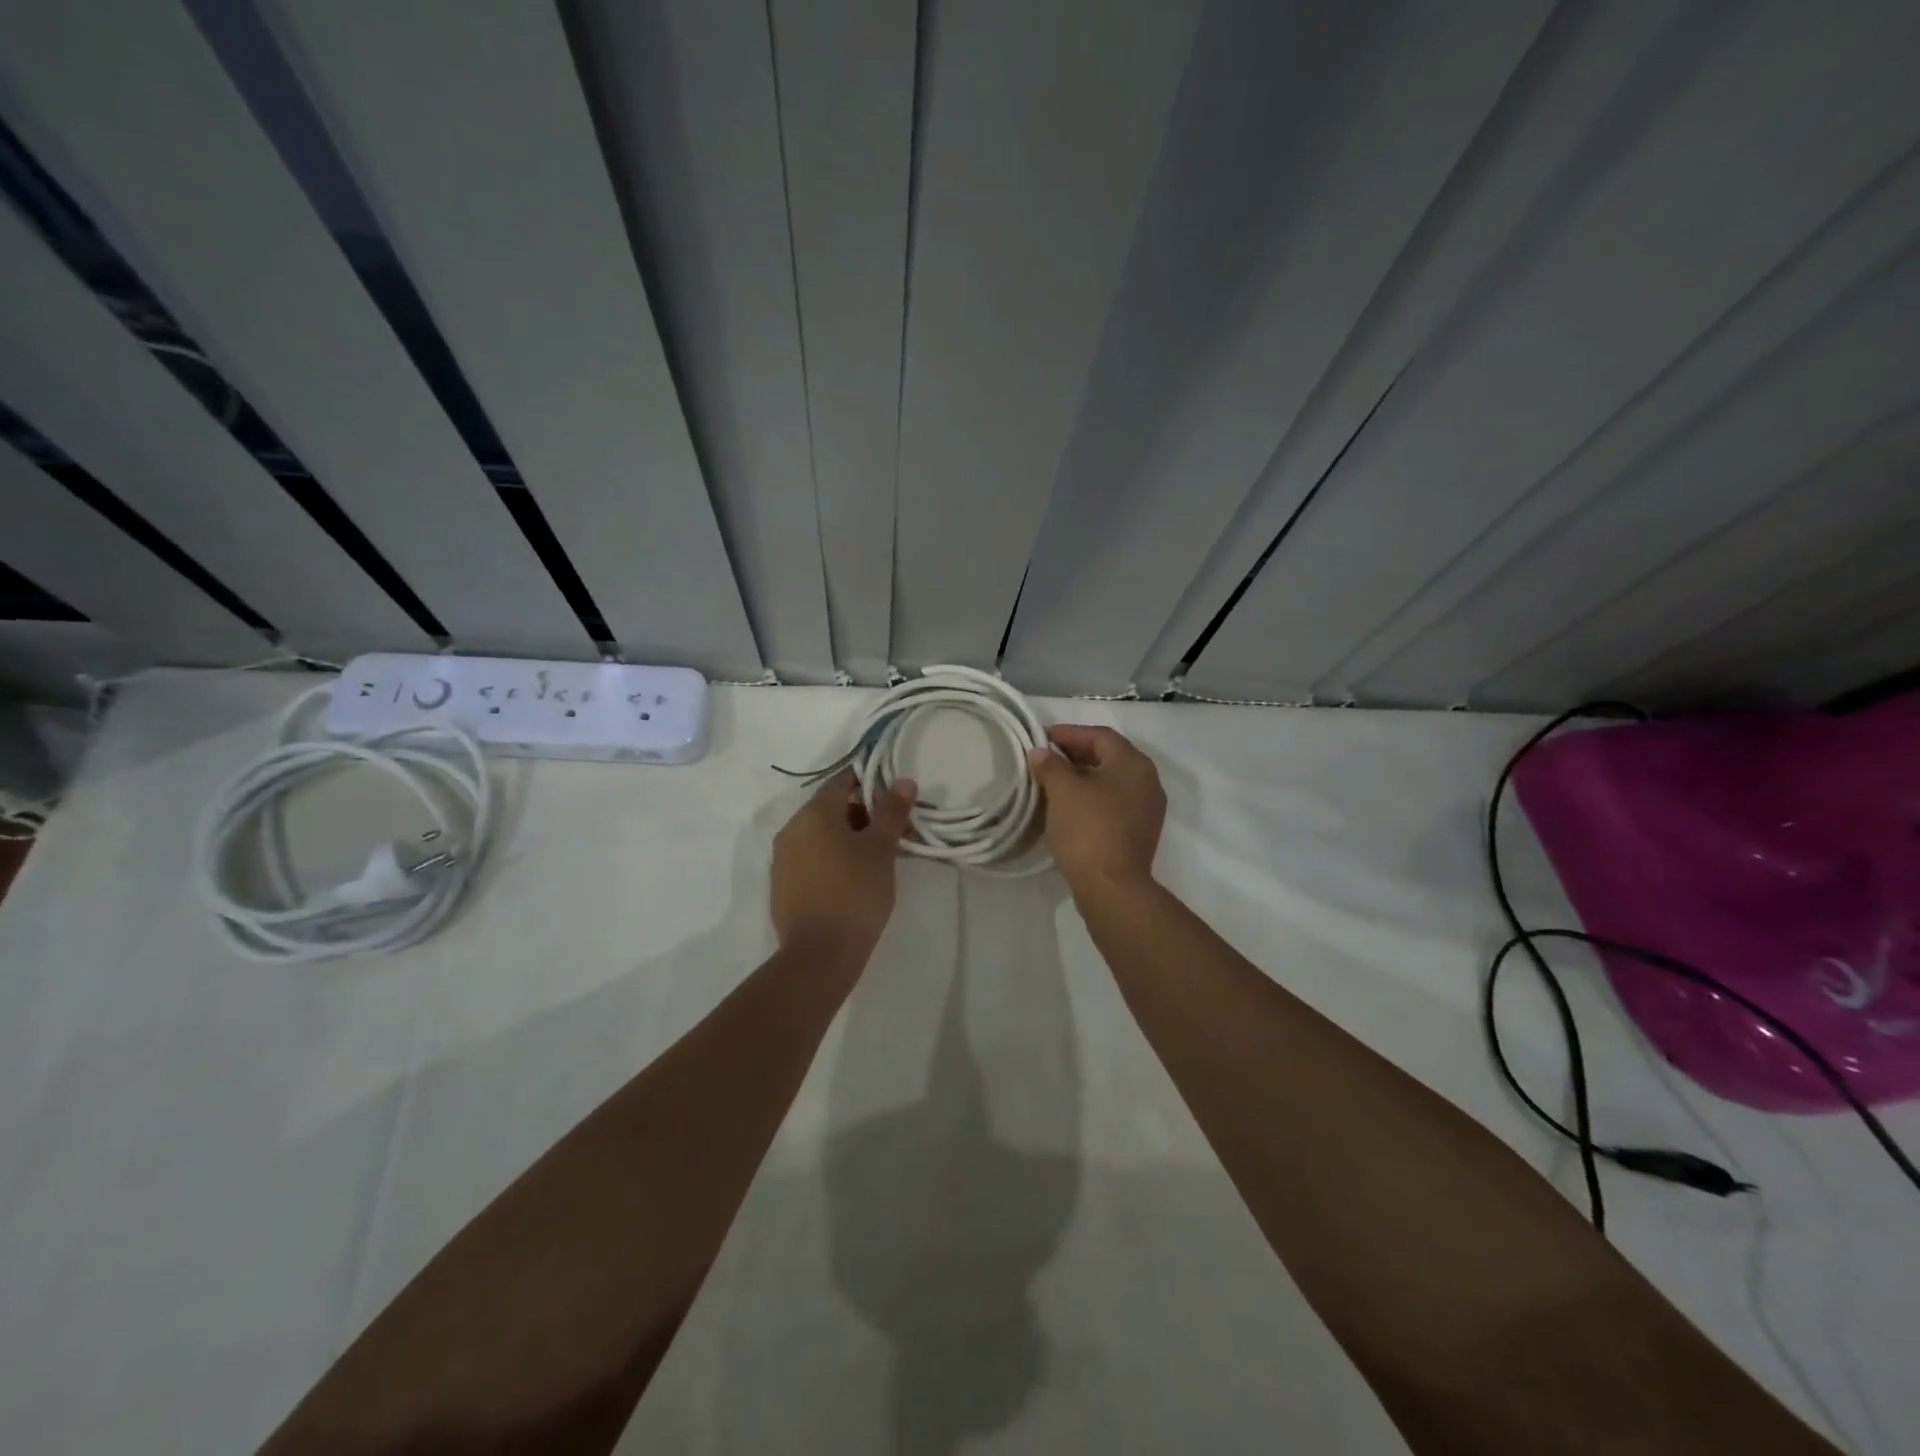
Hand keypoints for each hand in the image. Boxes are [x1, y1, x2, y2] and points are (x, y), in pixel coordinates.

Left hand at [770, 771, 917, 954]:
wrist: (819, 955)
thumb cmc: (855, 893)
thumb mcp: (880, 849)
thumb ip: (891, 811)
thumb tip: (903, 781)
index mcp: (813, 813)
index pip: (842, 781)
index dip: (870, 783)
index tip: (894, 799)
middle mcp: (791, 829)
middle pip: (831, 809)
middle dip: (864, 815)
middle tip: (894, 834)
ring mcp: (783, 859)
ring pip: (821, 836)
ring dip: (849, 839)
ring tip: (879, 860)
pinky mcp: (783, 886)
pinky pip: (812, 859)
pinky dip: (833, 859)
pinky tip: (855, 880)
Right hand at [1027, 725, 1165, 894]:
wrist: (1112, 887)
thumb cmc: (1088, 829)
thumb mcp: (1063, 791)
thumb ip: (1050, 765)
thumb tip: (1041, 753)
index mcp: (1133, 763)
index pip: (1100, 736)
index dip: (1071, 733)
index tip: (1044, 737)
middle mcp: (1147, 781)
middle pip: (1108, 757)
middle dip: (1076, 754)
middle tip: (1046, 758)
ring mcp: (1147, 809)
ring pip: (1111, 782)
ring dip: (1083, 777)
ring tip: (1053, 782)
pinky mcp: (1139, 832)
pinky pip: (1113, 803)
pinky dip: (1091, 798)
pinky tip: (1069, 807)